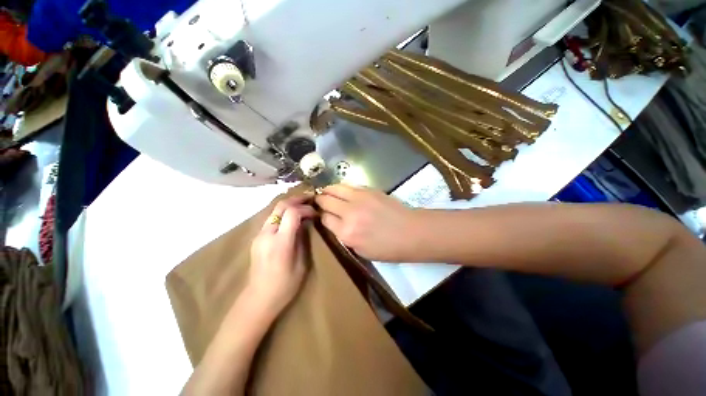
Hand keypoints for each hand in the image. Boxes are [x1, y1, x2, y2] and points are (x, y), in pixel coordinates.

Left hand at [247, 195, 315, 316]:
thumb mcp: (302, 262)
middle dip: (297, 199)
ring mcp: (259, 235)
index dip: (306, 208)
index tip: (315, 212)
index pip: (292, 213)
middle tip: (310, 198)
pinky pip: (272, 218)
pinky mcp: (257, 237)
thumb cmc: (285, 285)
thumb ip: (303, 239)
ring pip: (275, 210)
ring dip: (290, 204)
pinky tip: (293, 216)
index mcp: (280, 242)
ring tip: (303, 204)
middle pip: (281, 206)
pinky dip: (284, 212)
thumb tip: (306, 222)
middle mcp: (267, 234)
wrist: (259, 298)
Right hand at [315, 184, 422, 261]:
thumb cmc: (388, 248)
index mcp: (347, 233)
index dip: (321, 215)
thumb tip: (334, 223)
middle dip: (320, 200)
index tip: (321, 214)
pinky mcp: (369, 190)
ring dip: (328, 190)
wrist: (411, 232)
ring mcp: (359, 198)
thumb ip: (344, 236)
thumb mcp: (361, 250)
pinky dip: (342, 187)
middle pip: (326, 200)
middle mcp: (349, 213)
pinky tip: (342, 191)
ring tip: (327, 192)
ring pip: (335, 188)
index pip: (324, 218)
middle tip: (319, 201)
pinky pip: (349, 185)